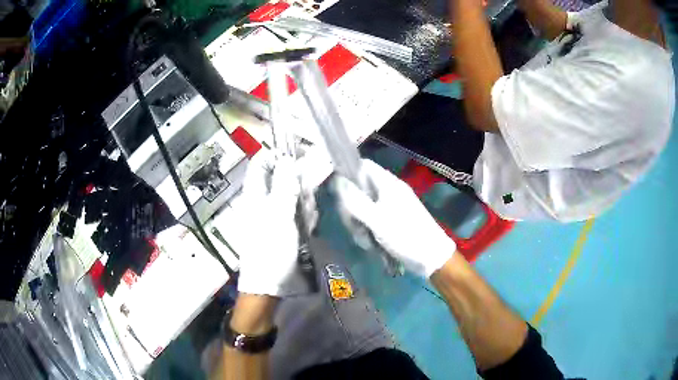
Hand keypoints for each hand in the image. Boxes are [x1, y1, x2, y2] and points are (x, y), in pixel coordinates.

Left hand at [236, 150, 301, 295]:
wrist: (268, 285)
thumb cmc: (271, 249)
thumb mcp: (279, 215)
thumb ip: (284, 185)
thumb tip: (287, 158)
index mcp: (255, 194)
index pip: (261, 162)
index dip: (277, 155)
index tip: (299, 157)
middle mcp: (261, 200)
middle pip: (280, 178)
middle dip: (297, 185)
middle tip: (305, 201)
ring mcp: (271, 214)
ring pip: (291, 195)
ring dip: (303, 204)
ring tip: (306, 220)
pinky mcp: (281, 226)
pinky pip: (294, 212)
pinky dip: (303, 217)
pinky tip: (306, 229)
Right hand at [332, 159, 455, 277]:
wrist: (430, 256)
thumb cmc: (405, 235)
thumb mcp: (376, 220)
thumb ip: (355, 200)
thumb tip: (337, 181)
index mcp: (388, 183)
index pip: (363, 166)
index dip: (348, 175)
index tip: (338, 195)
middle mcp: (389, 190)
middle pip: (360, 189)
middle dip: (352, 209)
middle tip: (354, 227)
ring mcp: (390, 205)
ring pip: (363, 206)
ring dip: (359, 224)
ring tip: (366, 241)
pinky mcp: (391, 219)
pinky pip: (372, 218)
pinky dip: (368, 230)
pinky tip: (371, 244)